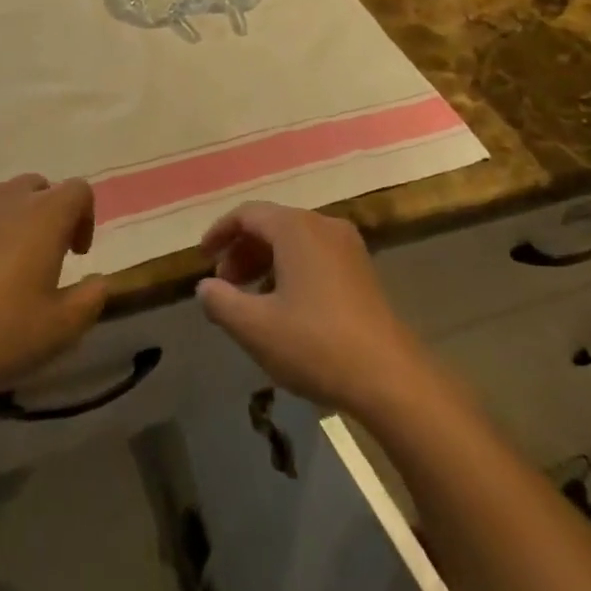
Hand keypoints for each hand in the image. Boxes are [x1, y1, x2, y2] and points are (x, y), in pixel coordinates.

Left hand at [0, 175, 107, 403]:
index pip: (79, 190)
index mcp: (45, 215)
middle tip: (44, 258)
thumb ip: (90, 301)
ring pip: (2, 201)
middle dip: (49, 215)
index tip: (77, 255)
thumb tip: (100, 282)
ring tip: (4, 270)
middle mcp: (8, 200)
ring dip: (13, 223)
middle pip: (39, 187)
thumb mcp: (59, 330)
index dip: (86, 217)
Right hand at [196, 202, 432, 418]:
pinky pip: (314, 255)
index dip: (220, 232)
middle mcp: (323, 225)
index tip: (202, 258)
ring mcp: (347, 246)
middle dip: (242, 251)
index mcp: (296, 228)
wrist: (389, 376)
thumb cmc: (315, 344)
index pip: (247, 214)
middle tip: (223, 285)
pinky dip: (290, 269)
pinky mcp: (361, 269)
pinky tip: (284, 306)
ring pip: (294, 241)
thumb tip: (204, 287)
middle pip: (272, 224)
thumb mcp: (256, 328)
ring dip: (265, 262)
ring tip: (248, 299)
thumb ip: (221, 302)